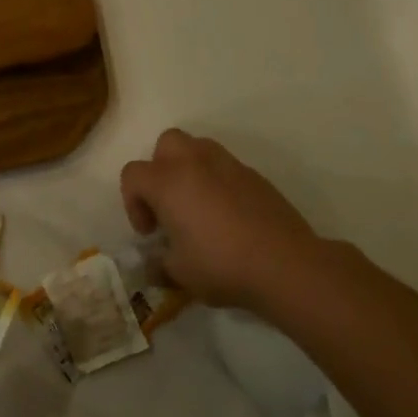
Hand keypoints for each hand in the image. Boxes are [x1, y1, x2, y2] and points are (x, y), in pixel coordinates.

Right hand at [120, 129, 332, 312]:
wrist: (285, 264)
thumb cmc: (221, 265)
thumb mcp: (179, 273)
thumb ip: (159, 263)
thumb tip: (155, 264)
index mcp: (167, 182)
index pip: (132, 174)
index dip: (132, 202)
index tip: (150, 232)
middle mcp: (194, 163)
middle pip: (166, 144)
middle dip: (160, 169)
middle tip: (168, 204)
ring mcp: (228, 165)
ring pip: (198, 147)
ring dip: (189, 169)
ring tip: (197, 205)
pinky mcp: (255, 175)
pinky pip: (226, 167)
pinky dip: (218, 182)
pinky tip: (228, 215)